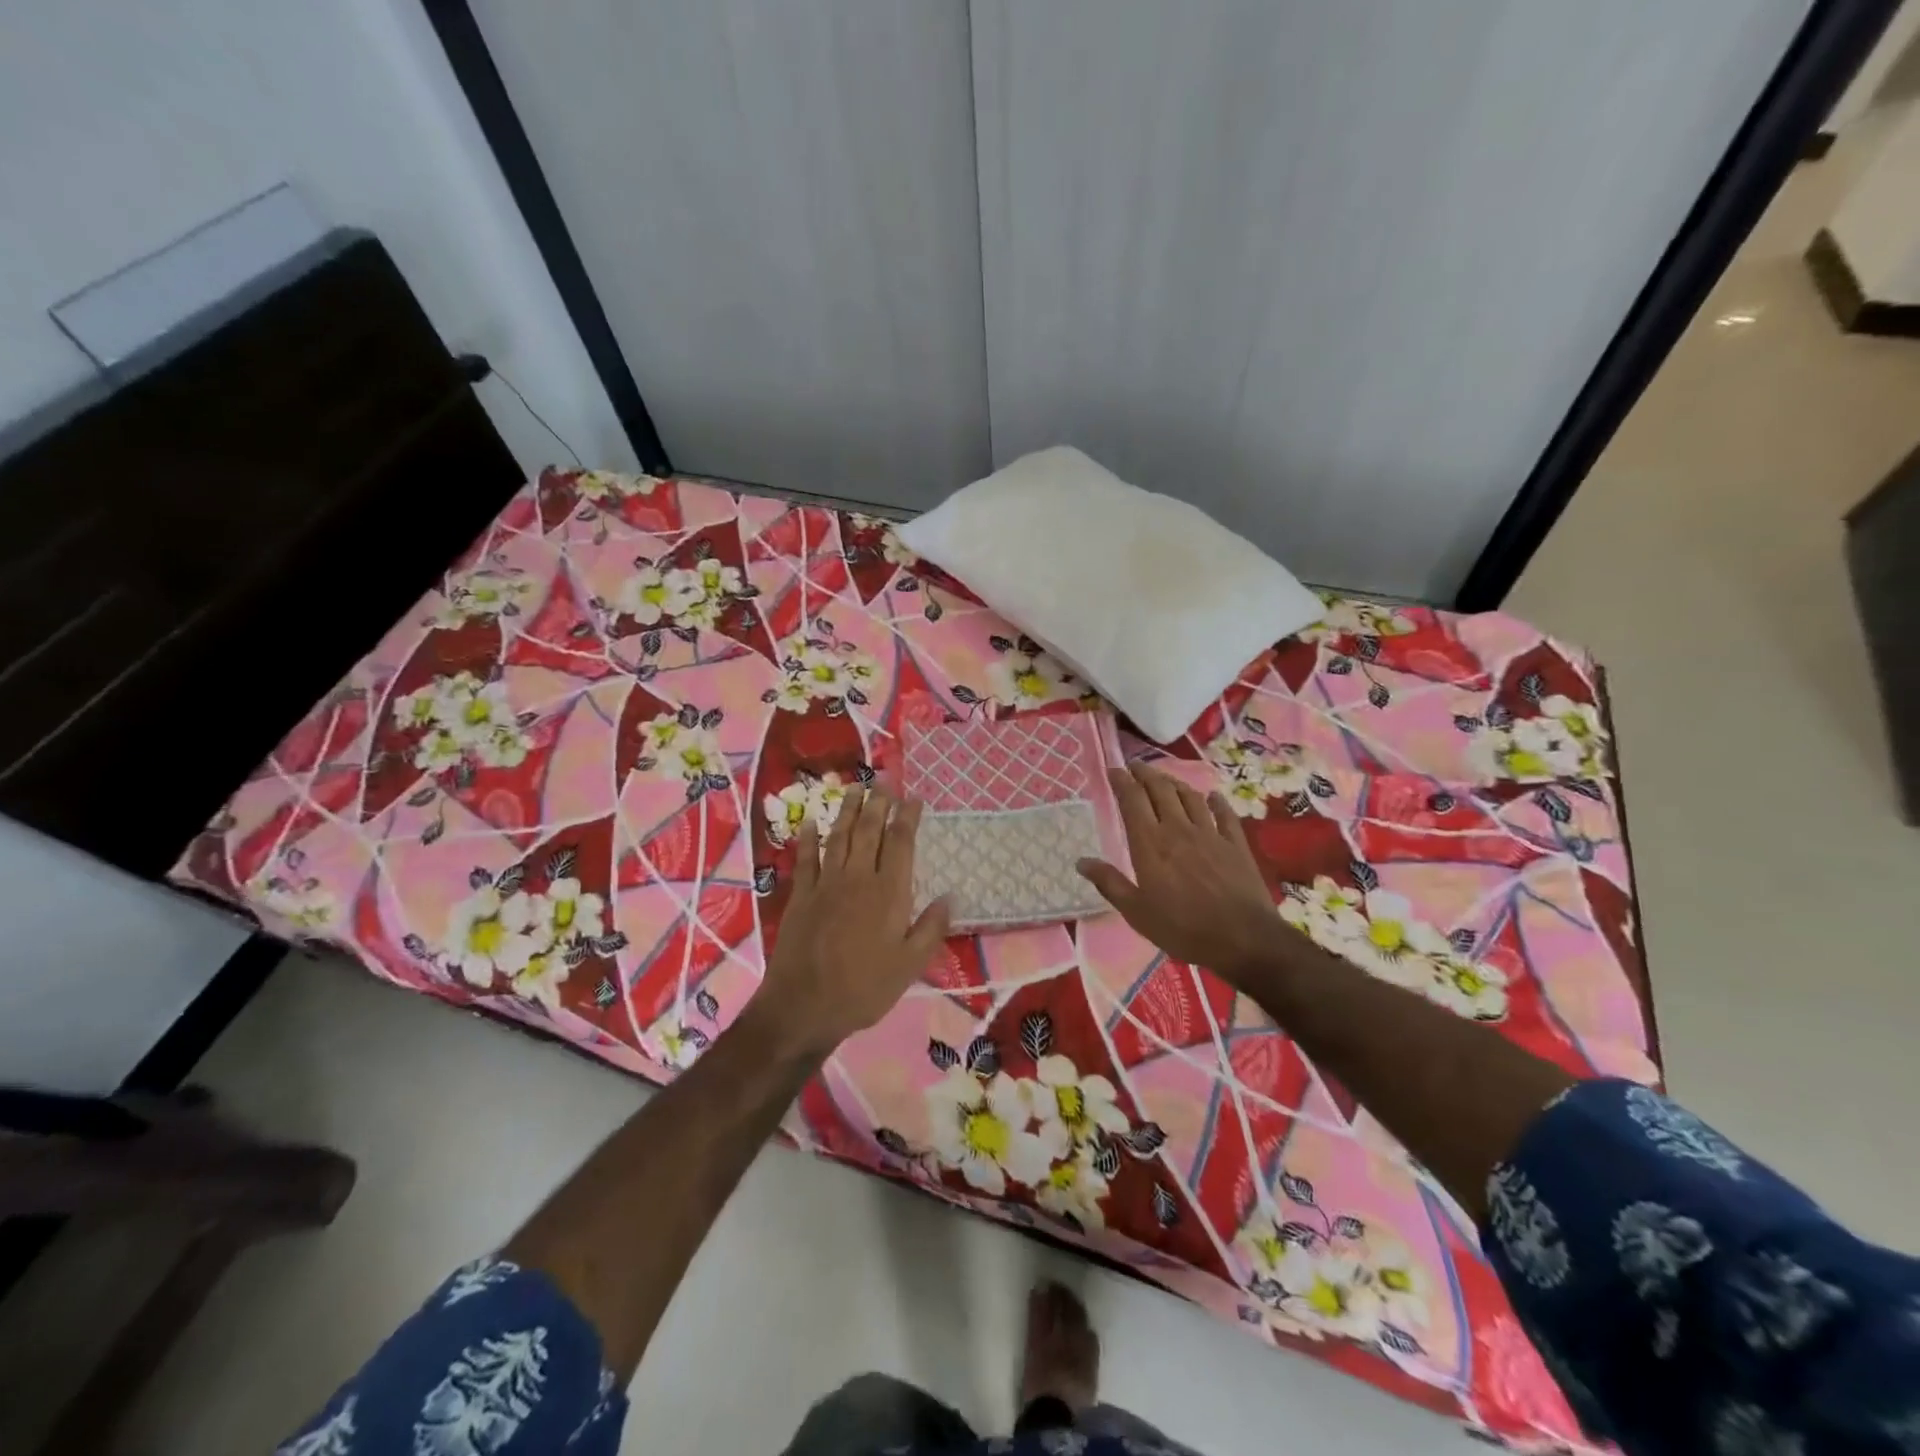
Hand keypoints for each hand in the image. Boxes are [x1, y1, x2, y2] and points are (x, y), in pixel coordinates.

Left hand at [754, 785, 950, 1056]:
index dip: (907, 817)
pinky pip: (805, 858)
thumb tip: (951, 896)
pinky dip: (808, 838)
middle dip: (878, 802)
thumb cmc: (864, 988)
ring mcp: (826, 884)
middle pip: (869, 831)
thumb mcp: (910, 966)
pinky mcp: (801, 895)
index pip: (901, 843)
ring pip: (838, 836)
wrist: (805, 1005)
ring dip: (847, 810)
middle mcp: (858, 878)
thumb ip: (931, 928)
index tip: (913, 798)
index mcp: (889, 893)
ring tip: (854, 788)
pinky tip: (810, 823)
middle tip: (883, 780)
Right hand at [1076, 764, 1282, 982]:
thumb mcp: (1137, 913)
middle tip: (1135, 766)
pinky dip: (1216, 802)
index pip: (1132, 801)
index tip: (1113, 770)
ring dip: (1174, 782)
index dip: (1122, 782)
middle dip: (1145, 774)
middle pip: (1160, 790)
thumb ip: (1109, 883)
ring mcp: (1210, 834)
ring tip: (1165, 778)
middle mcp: (1178, 829)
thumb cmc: (1182, 928)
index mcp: (1150, 844)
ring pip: (1190, 797)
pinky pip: (1224, 814)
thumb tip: (1081, 861)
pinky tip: (1212, 796)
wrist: (1243, 938)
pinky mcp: (1235, 844)